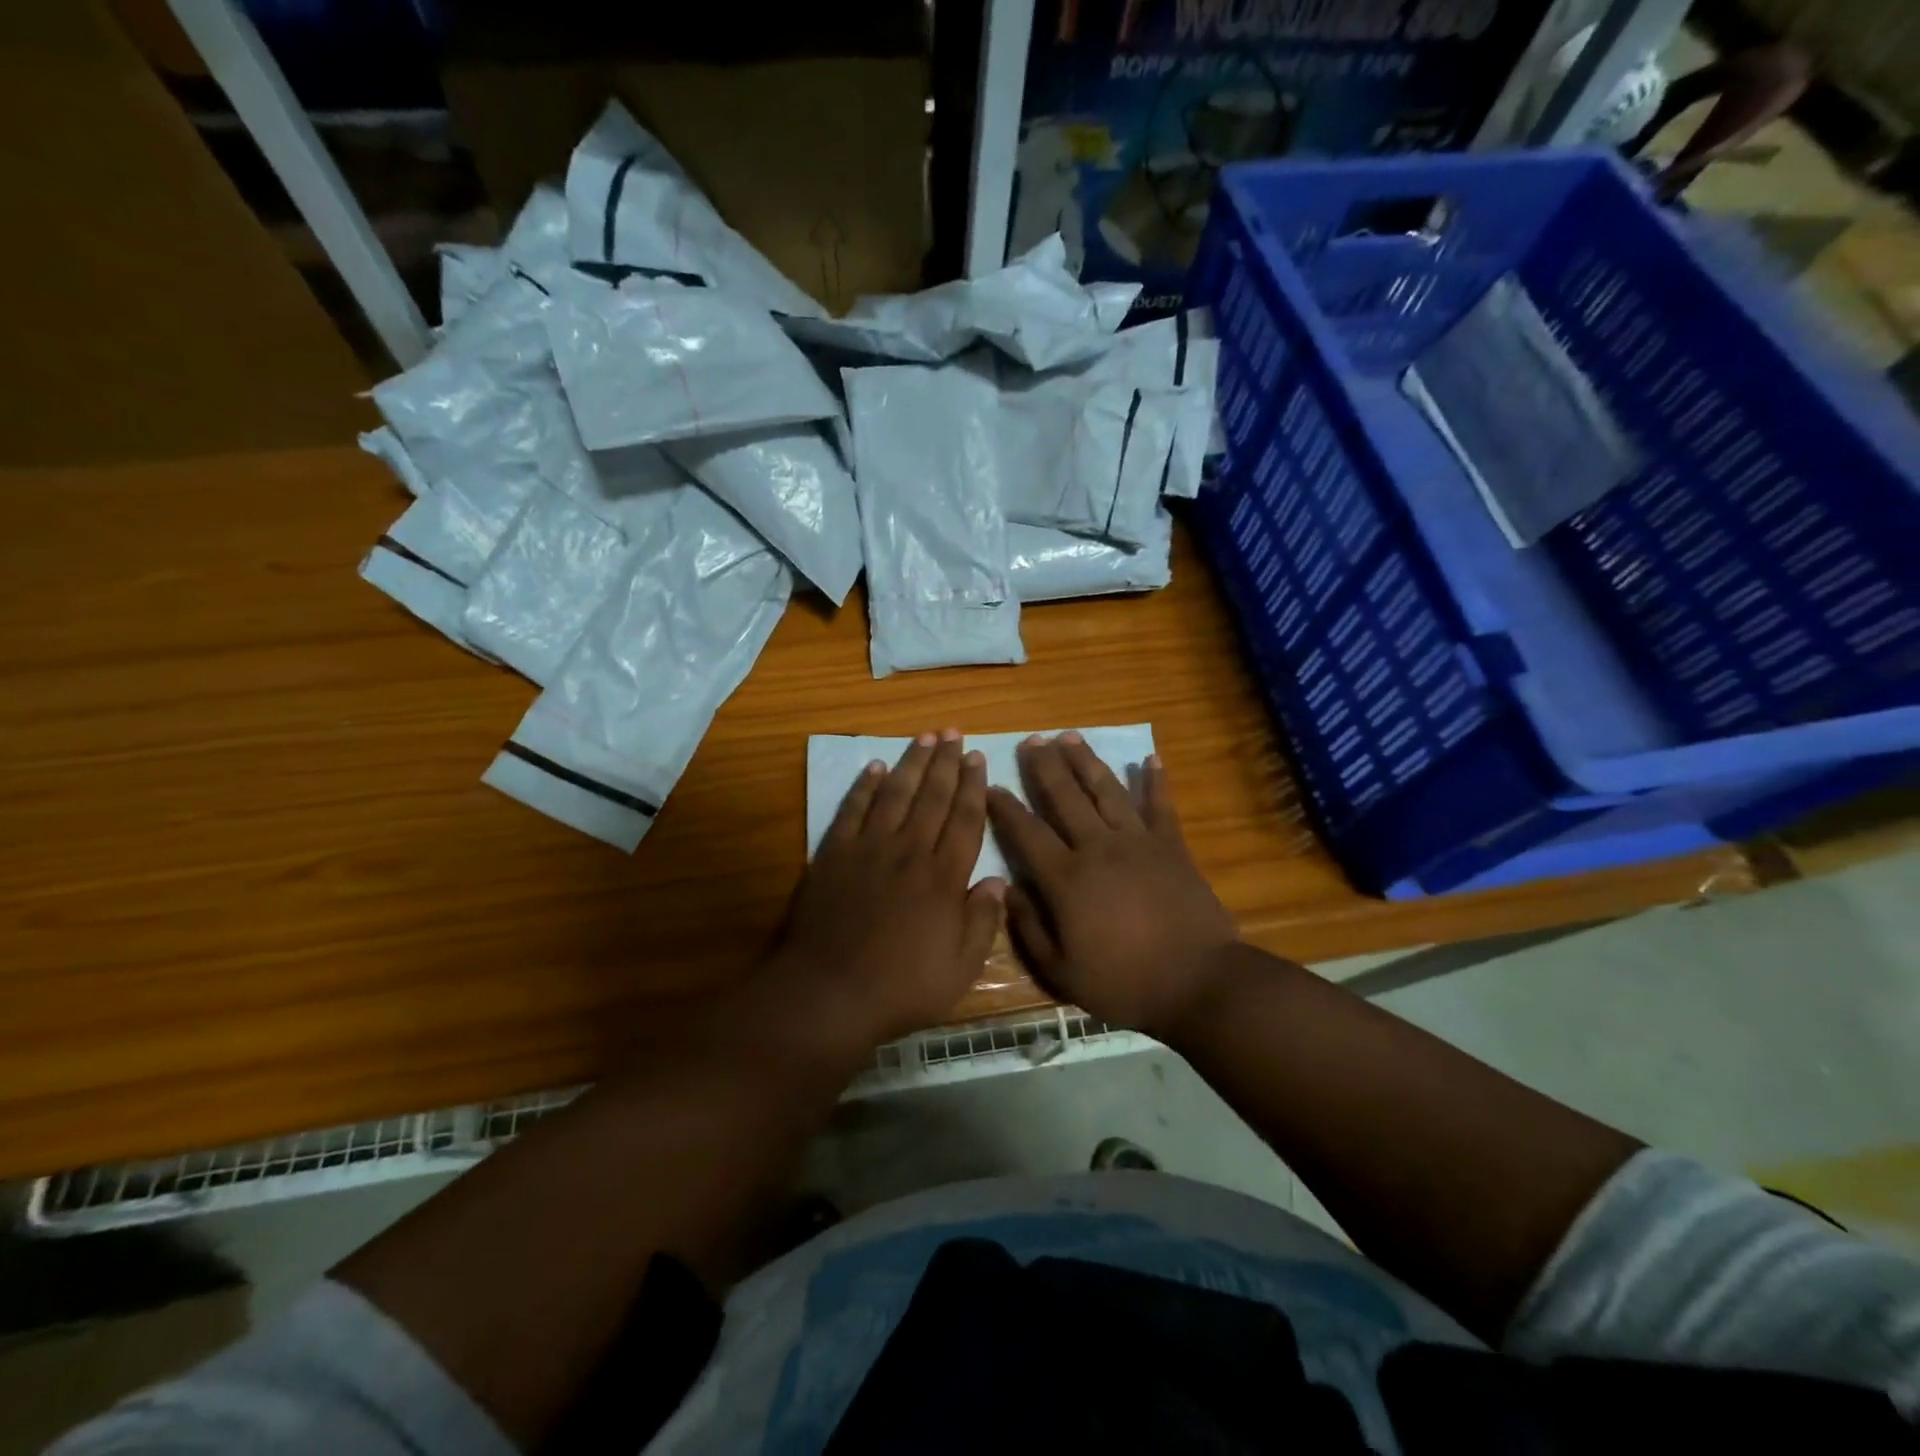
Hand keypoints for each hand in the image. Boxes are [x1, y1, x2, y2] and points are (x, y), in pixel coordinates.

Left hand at [768, 730, 1004, 1046]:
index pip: (965, 819)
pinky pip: (853, 810)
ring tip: (924, 736)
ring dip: (911, 763)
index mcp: (944, 877)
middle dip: (945, 761)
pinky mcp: (834, 854)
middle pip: (932, 796)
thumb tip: (998, 881)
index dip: (973, 786)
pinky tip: (874, 767)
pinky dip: (864, 786)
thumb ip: (983, 922)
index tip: (977, 757)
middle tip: (953, 731)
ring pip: (895, 794)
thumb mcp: (960, 968)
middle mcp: (910, 851)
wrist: (830, 993)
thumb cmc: (902, 987)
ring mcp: (869, 849)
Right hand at [987, 733, 1237, 1035]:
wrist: (1198, 983)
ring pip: (1105, 790)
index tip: (991, 785)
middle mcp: (1097, 847)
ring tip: (1069, 736)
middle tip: (1031, 740)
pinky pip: (1160, 806)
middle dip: (1044, 766)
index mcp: (1066, 878)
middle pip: (1064, 797)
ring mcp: (1138, 842)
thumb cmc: (1124, 983)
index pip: (1026, 832)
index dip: (1005, 807)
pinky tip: (1150, 759)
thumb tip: (1008, 890)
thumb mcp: (1061, 971)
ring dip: (1085, 761)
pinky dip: (1155, 781)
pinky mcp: (1171, 846)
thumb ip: (1029, 928)